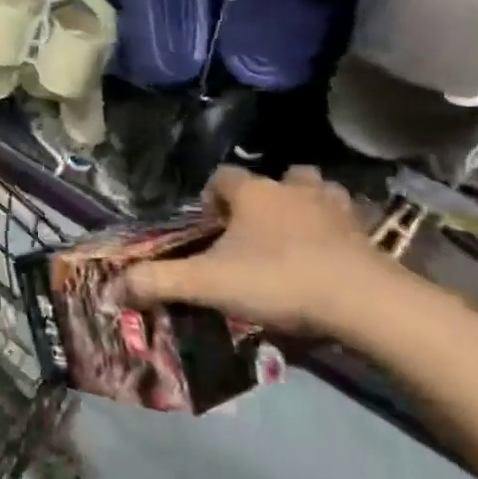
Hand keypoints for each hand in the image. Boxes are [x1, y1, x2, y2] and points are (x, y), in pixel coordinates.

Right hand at [127, 167, 391, 337]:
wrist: (362, 300)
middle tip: (254, 232)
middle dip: (263, 197)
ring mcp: (334, 207)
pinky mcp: (366, 232)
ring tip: (294, 236)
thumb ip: (159, 282)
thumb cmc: (278, 280)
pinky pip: (348, 219)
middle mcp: (292, 188)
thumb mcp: (208, 284)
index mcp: (253, 193)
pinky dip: (338, 230)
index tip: (209, 226)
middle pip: (275, 178)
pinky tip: (331, 255)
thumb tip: (111, 288)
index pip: (222, 177)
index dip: (211, 197)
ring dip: (304, 205)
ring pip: (315, 190)